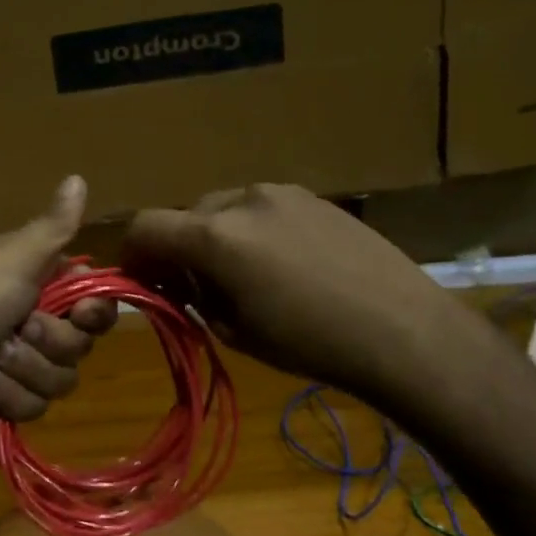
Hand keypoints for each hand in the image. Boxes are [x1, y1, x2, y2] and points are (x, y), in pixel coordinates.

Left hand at [0, 176, 117, 427]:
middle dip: (48, 342)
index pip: (93, 302)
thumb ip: (53, 227)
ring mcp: (20, 362)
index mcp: (37, 282)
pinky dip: (6, 395)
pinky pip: (35, 406)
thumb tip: (78, 176)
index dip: (94, 313)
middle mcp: (34, 319)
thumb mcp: (12, 258)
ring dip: (23, 370)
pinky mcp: (7, 398)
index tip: (82, 314)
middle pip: (80, 345)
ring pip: (61, 380)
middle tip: (17, 329)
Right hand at [123, 182, 447, 396]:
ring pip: (224, 208)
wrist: (402, 329)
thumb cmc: (310, 343)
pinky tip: (283, 264)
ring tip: (244, 276)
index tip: (141, 280)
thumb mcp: (235, 331)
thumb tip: (178, 283)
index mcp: (214, 236)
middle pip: (186, 215)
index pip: (146, 226)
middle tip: (196, 288)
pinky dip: (251, 230)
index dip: (133, 253)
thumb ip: (194, 298)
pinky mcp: (313, 196)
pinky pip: (260, 208)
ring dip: (216, 237)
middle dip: (179, 248)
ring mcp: (281, 192)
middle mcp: (241, 199)